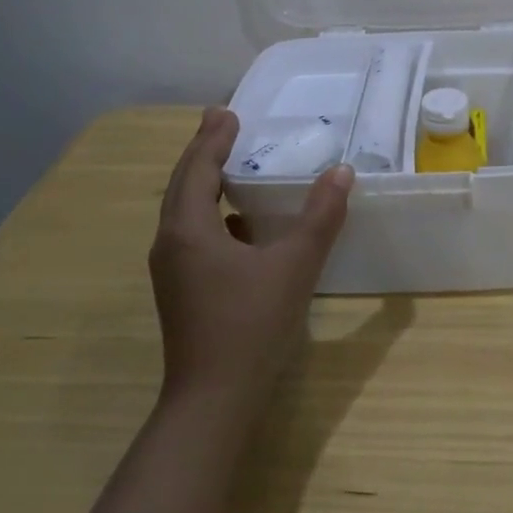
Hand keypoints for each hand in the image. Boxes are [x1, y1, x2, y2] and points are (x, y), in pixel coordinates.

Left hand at [148, 108, 353, 409]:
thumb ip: (320, 216)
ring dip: (205, 182)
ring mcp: (173, 270)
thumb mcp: (294, 265)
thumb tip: (341, 172)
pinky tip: (240, 222)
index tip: (226, 111)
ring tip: (230, 163)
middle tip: (223, 124)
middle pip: (183, 185)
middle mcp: (171, 244)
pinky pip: (193, 234)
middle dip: (204, 152)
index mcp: (188, 230)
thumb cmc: (250, 324)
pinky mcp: (183, 290)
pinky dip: (212, 213)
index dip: (213, 138)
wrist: (213, 401)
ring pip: (185, 211)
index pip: (197, 168)